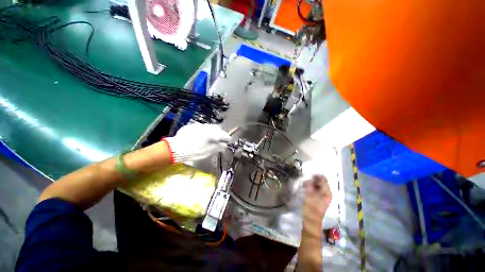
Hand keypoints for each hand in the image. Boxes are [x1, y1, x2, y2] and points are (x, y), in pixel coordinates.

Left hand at [164, 123, 230, 162]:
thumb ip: (218, 147)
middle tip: (218, 140)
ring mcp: (201, 126)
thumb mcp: (208, 151)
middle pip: (218, 128)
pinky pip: (202, 127)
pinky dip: (204, 131)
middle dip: (220, 133)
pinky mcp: (193, 126)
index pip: (225, 135)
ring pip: (210, 127)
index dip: (227, 139)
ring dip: (212, 131)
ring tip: (209, 138)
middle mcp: (209, 128)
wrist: (178, 147)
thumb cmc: (195, 152)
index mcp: (214, 135)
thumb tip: (224, 145)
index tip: (228, 141)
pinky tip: (200, 136)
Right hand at [303, 175, 331, 227]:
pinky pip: (318, 189)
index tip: (310, 173)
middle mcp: (327, 193)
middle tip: (307, 177)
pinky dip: (314, 186)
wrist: (311, 220)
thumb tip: (310, 178)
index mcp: (327, 193)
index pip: (324, 180)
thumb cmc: (311, 208)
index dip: (317, 175)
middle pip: (323, 182)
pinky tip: (308, 186)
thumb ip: (310, 185)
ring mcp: (324, 196)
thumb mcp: (309, 195)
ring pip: (320, 185)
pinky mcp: (321, 198)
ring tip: (307, 181)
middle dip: (315, 178)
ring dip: (314, 182)